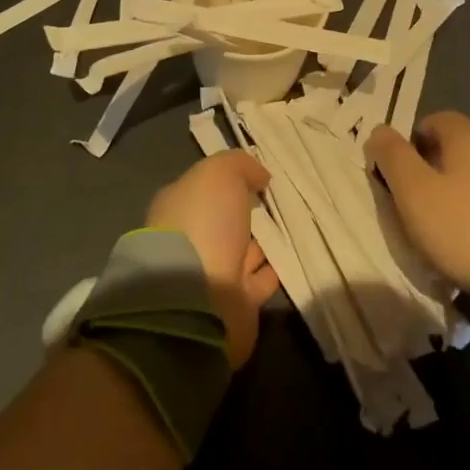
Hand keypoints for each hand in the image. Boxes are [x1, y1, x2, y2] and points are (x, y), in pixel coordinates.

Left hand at [146, 150, 280, 368]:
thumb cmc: (203, 223)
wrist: (198, 297)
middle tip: (277, 203)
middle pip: (224, 223)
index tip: (257, 179)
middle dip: (246, 215)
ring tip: (293, 229)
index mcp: (177, 209)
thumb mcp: (219, 174)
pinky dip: (273, 270)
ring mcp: (210, 275)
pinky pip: (259, 281)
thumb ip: (240, 165)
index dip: (228, 183)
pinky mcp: (234, 305)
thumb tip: (259, 176)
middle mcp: (191, 242)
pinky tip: (292, 257)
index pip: (203, 190)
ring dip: (263, 244)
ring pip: (243, 252)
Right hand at [366, 113, 469, 292]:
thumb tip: (379, 129)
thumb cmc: (462, 227)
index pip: (435, 119)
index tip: (409, 173)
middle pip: (469, 131)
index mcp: (467, 134)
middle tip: (437, 183)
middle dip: (450, 149)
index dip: (417, 142)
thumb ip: (392, 156)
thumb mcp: (413, 193)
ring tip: (464, 203)